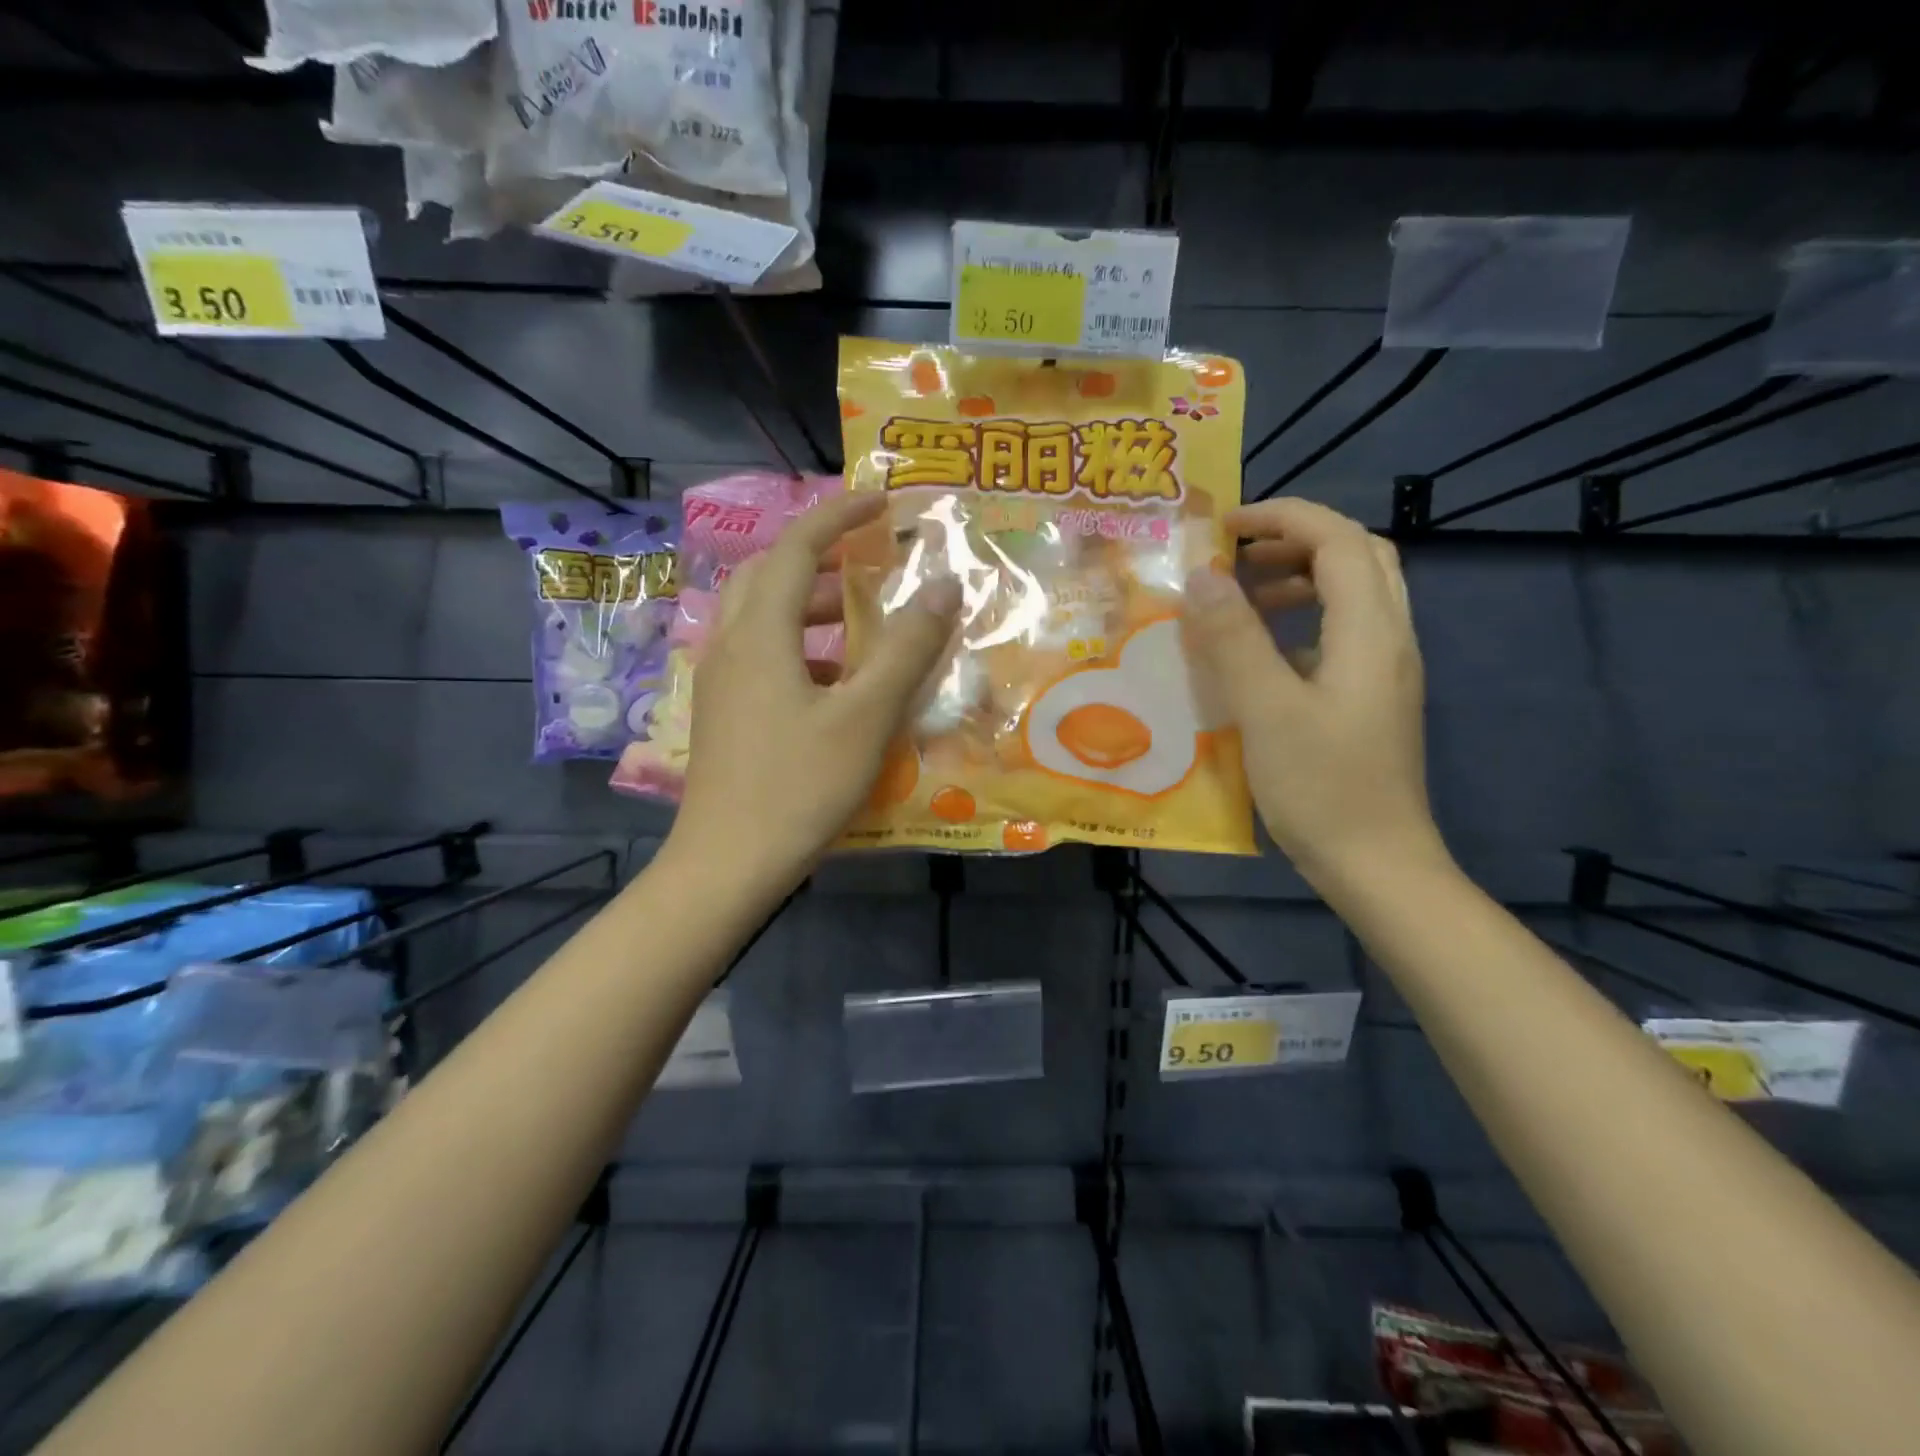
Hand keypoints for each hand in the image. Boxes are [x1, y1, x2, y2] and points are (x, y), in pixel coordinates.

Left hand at [670, 493, 961, 886]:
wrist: (727, 864)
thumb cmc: (799, 786)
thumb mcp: (866, 716)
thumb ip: (907, 648)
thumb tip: (944, 586)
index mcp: (759, 633)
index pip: (795, 548)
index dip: (838, 516)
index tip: (882, 502)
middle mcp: (729, 645)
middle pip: (768, 576)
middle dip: (820, 558)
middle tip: (869, 563)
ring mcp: (719, 682)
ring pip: (762, 619)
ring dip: (810, 607)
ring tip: (862, 625)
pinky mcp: (722, 714)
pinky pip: (761, 656)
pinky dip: (800, 649)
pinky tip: (836, 685)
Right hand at [1181, 498, 1448, 887]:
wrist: (1377, 864)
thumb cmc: (1321, 787)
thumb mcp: (1266, 711)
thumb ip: (1234, 640)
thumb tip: (1203, 577)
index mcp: (1369, 631)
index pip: (1337, 540)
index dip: (1282, 517)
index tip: (1223, 527)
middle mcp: (1388, 638)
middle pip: (1357, 556)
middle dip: (1296, 540)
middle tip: (1237, 554)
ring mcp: (1384, 670)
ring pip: (1354, 594)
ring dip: (1300, 579)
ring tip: (1242, 597)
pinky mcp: (1371, 698)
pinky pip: (1343, 633)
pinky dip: (1303, 620)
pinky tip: (1262, 653)